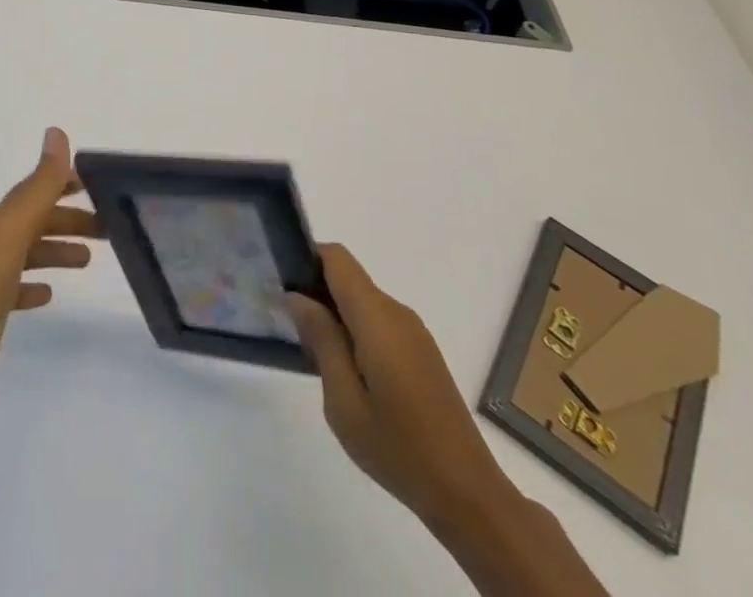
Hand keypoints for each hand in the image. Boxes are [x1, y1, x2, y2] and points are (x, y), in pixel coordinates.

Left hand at [0, 128, 100, 429]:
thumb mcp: (11, 231)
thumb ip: (38, 186)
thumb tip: (56, 132)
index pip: (37, 191)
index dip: (64, 183)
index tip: (98, 184)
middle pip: (37, 222)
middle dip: (69, 219)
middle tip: (109, 227)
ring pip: (30, 255)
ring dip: (57, 249)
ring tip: (88, 259)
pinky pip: (17, 292)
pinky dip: (35, 287)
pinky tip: (49, 296)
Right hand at [286, 245, 512, 530]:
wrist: (468, 494)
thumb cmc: (399, 448)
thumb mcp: (344, 401)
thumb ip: (321, 340)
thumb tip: (298, 297)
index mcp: (377, 317)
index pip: (336, 258)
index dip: (307, 260)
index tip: (284, 287)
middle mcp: (397, 312)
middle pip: (348, 278)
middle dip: (317, 294)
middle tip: (293, 332)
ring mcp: (414, 332)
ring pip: (363, 302)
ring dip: (336, 317)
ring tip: (318, 360)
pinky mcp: (422, 352)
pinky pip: (379, 322)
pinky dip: (356, 333)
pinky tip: (349, 376)